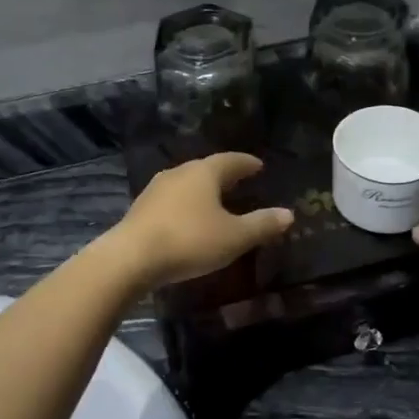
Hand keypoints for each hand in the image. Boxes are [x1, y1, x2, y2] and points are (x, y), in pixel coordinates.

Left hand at [107, 153, 293, 288]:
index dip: (247, 163)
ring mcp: (156, 190)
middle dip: (224, 175)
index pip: (231, 160)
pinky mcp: (141, 209)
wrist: (131, 258)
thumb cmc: (189, 241)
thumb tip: (288, 214)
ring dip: (202, 190)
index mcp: (204, 172)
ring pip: (186, 184)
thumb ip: (261, 224)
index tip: (259, 166)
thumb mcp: (234, 237)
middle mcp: (179, 173)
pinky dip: (186, 205)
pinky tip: (188, 218)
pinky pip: (172, 200)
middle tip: (240, 181)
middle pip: (206, 169)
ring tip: (215, 200)